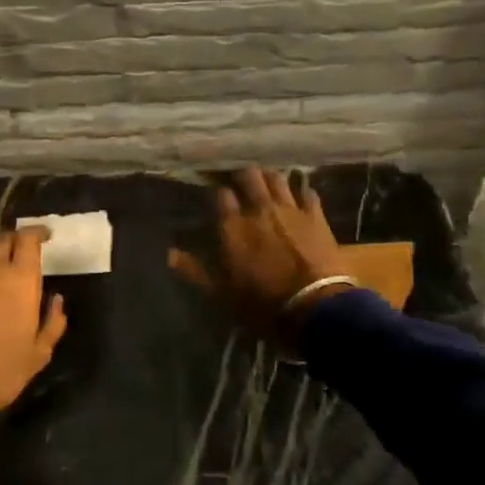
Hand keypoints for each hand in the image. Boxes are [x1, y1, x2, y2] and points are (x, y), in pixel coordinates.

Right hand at [202, 167, 351, 341]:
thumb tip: (169, 254)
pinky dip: (302, 191)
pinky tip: (300, 194)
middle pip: (249, 176)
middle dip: (243, 176)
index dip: (219, 192)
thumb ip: (195, 271)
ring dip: (270, 177)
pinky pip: (308, 192)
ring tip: (267, 182)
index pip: (221, 194)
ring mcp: (290, 209)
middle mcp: (259, 209)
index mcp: (233, 226)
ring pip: (277, 178)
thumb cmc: (262, 305)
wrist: (313, 308)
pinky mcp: (316, 216)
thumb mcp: (221, 294)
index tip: (219, 196)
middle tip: (242, 182)